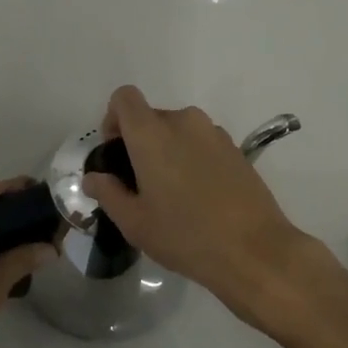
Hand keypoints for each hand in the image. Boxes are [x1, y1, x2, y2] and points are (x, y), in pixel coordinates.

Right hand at [81, 85, 319, 319]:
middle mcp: (183, 122)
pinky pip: (202, 142)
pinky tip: (200, 196)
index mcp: (152, 134)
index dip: (113, 118)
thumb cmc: (185, 235)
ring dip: (168, 151)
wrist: (253, 249)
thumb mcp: (135, 222)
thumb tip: (94, 177)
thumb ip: (108, 193)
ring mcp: (213, 133)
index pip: (124, 98)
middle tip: (141, 185)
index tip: (116, 152)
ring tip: (172, 194)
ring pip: (179, 130)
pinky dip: (193, 158)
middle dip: (140, 142)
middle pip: (151, 116)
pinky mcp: (235, 148)